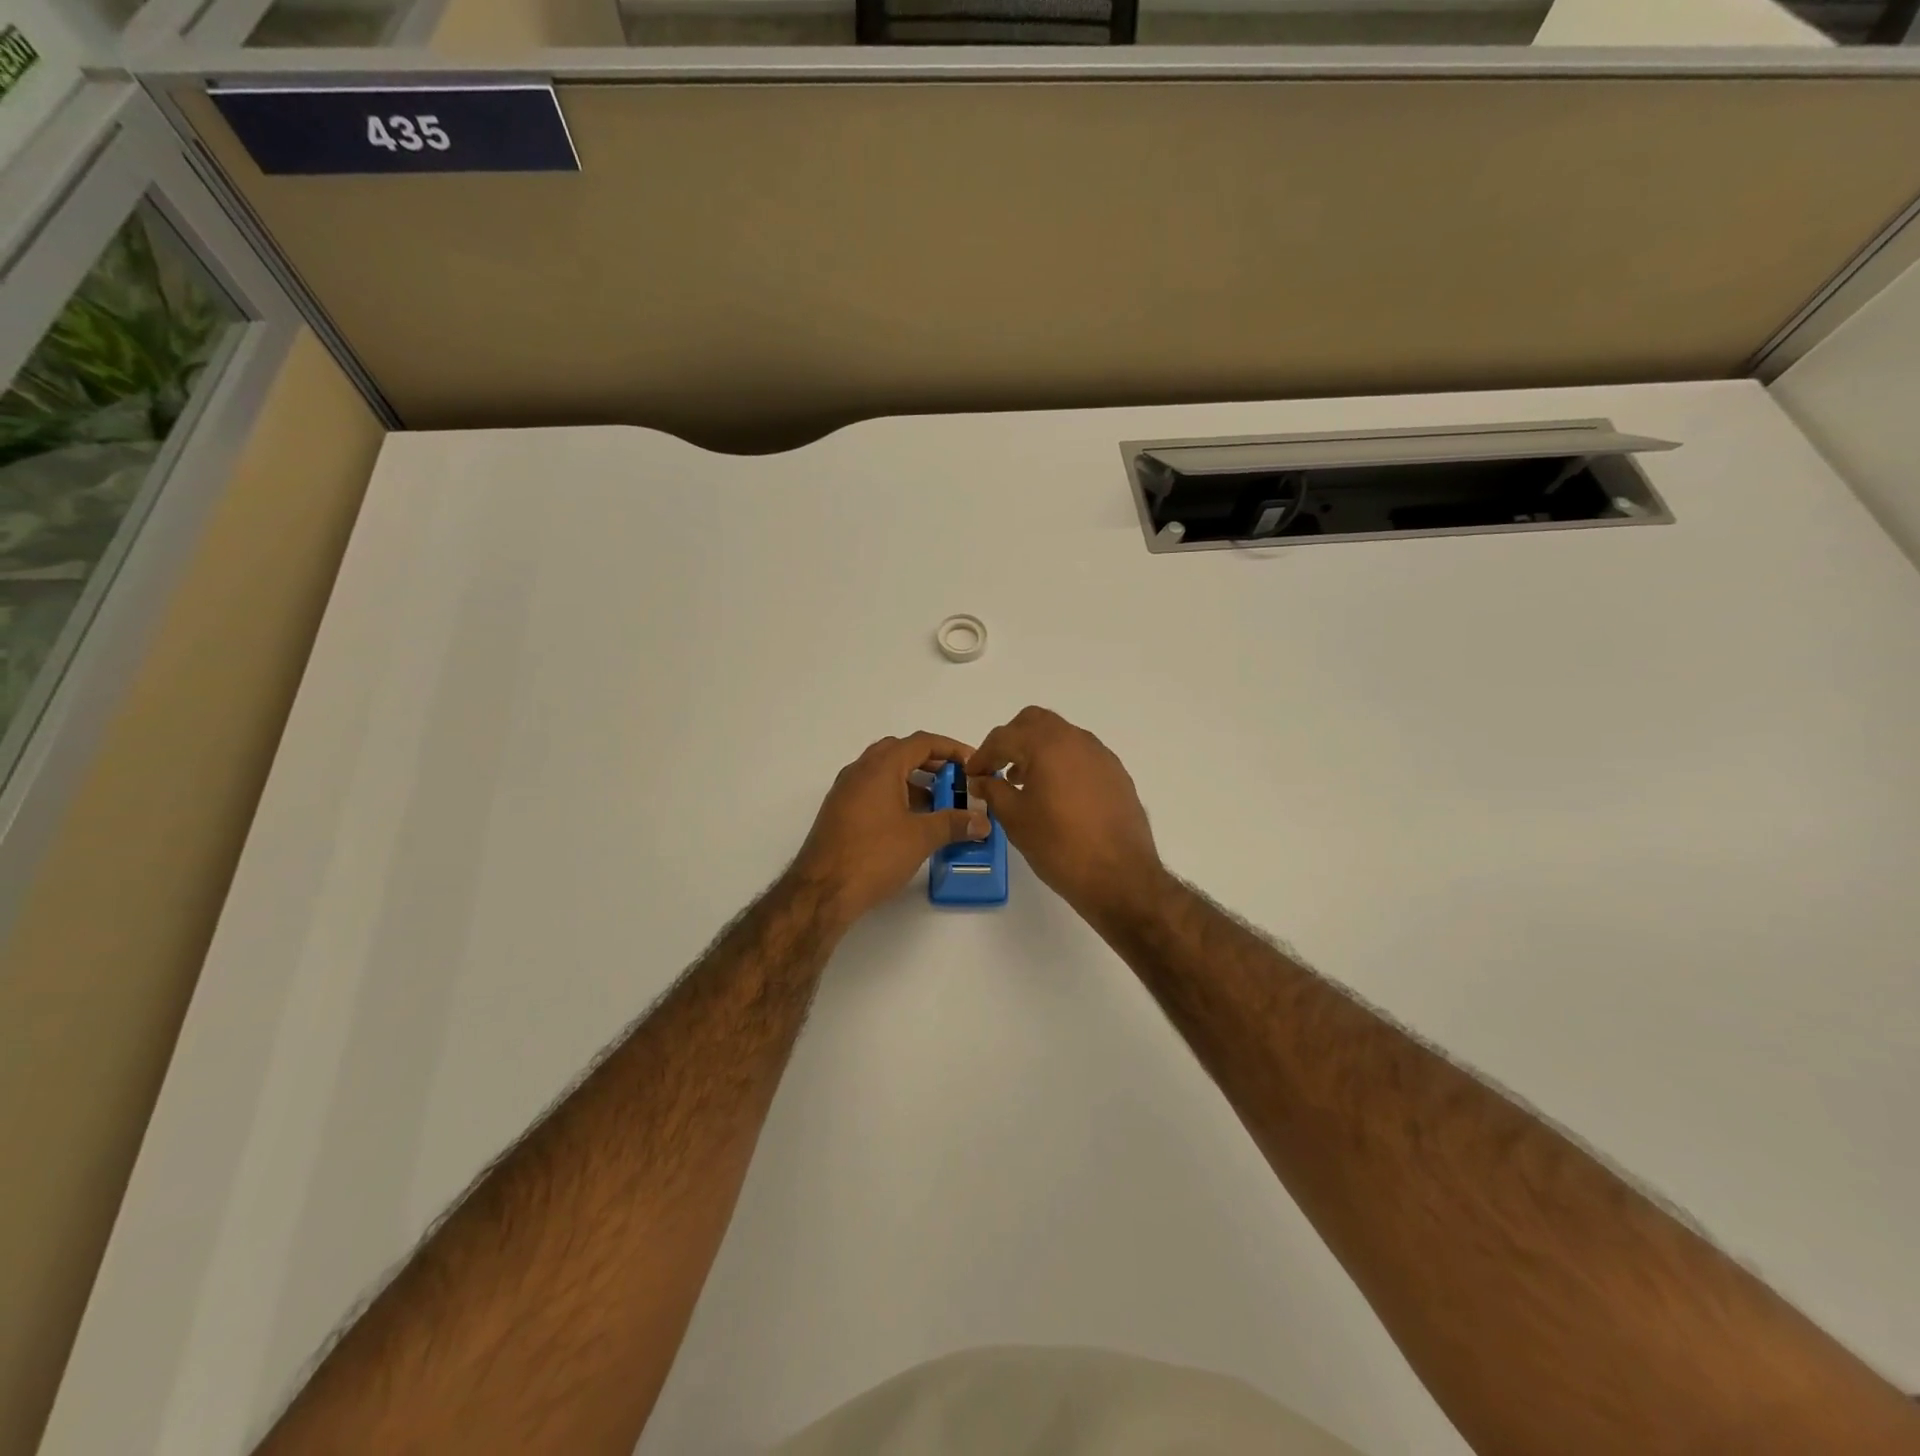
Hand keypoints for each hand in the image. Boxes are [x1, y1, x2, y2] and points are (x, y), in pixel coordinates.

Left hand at [791, 732, 989, 924]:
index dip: (951, 749)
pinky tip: (912, 821)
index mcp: (880, 768)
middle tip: (955, 780)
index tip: (972, 763)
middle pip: (900, 752)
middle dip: (931, 762)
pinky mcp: (839, 813)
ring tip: (939, 803)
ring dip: (913, 781)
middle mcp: (859, 771)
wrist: (821, 891)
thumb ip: (954, 823)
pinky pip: (873, 791)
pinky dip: (896, 796)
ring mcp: (845, 792)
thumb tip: (982, 821)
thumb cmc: (873, 855)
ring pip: (885, 773)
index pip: (921, 743)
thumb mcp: (921, 838)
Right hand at [965, 707, 1165, 924]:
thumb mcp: (1015, 819)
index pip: (1004, 737)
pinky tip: (1055, 795)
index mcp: (1047, 745)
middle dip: (1012, 740)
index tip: (972, 775)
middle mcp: (1076, 740)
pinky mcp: (1116, 774)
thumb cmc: (1059, 846)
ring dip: (1037, 750)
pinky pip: (1081, 755)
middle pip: (1035, 723)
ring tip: (1023, 783)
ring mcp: (1101, 755)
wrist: (1120, 876)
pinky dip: (1061, 763)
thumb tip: (981, 780)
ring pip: (1061, 736)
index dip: (983, 754)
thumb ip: (994, 791)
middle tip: (997, 767)